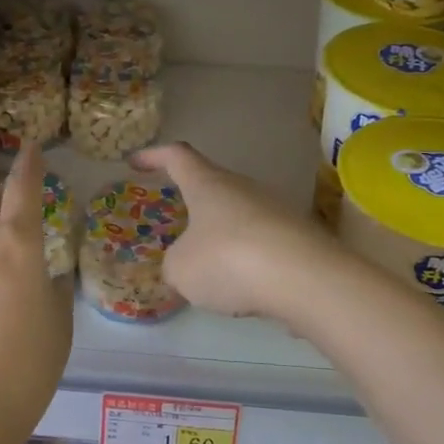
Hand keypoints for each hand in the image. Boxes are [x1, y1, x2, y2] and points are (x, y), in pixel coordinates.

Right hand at [135, 142, 352, 321]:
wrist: (307, 280)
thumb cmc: (229, 260)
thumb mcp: (181, 269)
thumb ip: (175, 263)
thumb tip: (185, 264)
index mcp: (208, 185)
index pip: (178, 157)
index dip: (154, 156)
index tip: (136, 161)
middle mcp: (243, 188)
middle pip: (213, 187)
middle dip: (193, 204)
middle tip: (175, 224)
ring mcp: (276, 211)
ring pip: (238, 217)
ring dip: (220, 236)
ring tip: (207, 269)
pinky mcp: (298, 238)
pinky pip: (261, 243)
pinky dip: (246, 260)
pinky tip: (243, 287)